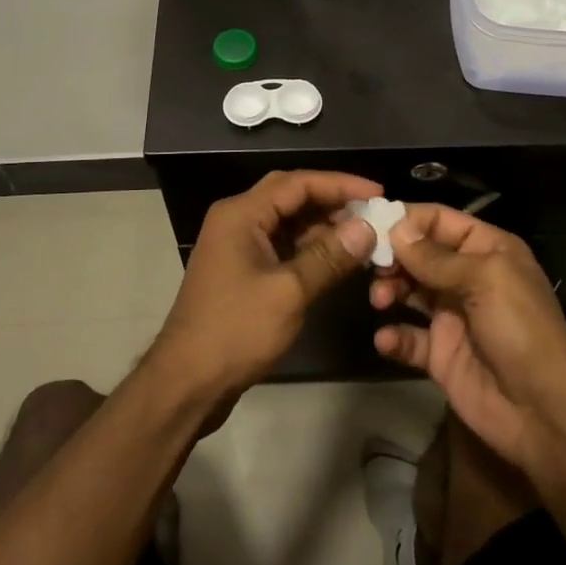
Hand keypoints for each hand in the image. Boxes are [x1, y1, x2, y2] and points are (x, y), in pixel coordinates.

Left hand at [149, 171, 381, 409]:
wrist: (187, 381)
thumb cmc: (236, 331)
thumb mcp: (289, 292)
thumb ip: (329, 256)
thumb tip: (367, 228)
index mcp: (241, 214)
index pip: (298, 183)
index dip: (341, 184)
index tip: (378, 193)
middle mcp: (237, 220)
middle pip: (291, 196)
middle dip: (332, 202)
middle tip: (373, 213)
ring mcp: (237, 246)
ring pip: (288, 222)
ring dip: (323, 226)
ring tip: (364, 236)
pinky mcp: (242, 270)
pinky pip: (282, 245)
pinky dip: (310, 248)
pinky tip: (338, 259)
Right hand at [370, 205, 565, 475]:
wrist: (544, 412)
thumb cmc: (521, 330)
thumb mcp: (485, 280)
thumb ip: (436, 257)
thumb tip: (395, 227)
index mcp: (487, 250)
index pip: (440, 220)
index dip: (408, 219)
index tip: (372, 223)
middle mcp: (468, 277)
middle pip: (419, 254)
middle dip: (393, 255)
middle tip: (370, 265)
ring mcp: (453, 316)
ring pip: (409, 290)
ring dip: (389, 290)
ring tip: (381, 300)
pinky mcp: (440, 354)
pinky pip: (408, 337)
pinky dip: (393, 336)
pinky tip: (387, 339)